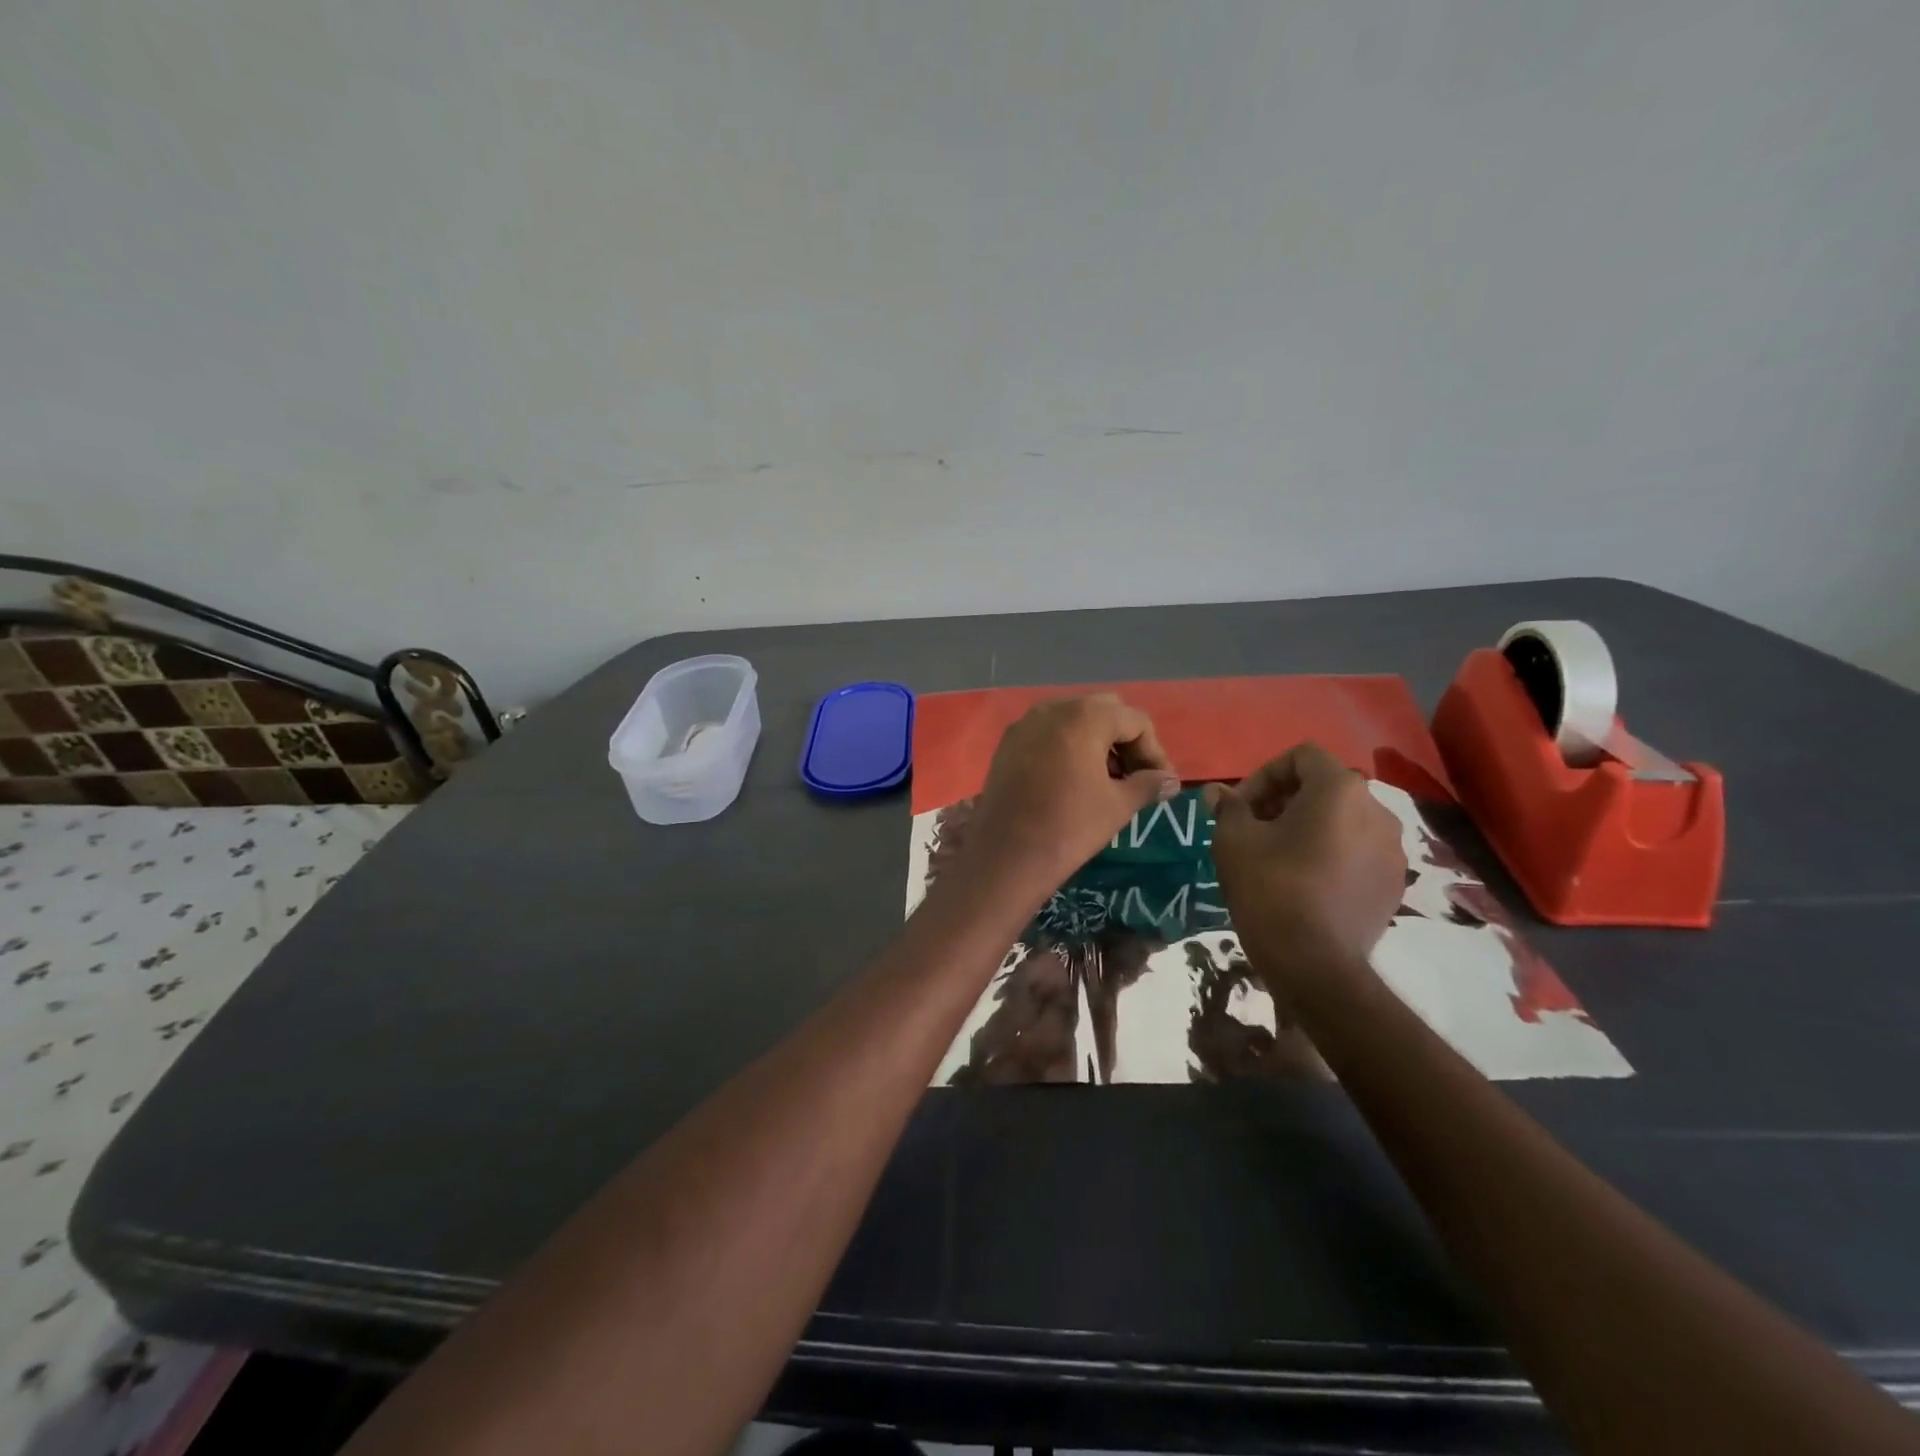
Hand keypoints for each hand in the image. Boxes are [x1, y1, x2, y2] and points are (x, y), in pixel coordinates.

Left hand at [963, 694, 1179, 889]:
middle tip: (1136, 775)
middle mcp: (1053, 708)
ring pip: (1073, 720)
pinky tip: (1073, 780)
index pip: (1135, 721)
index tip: (1162, 782)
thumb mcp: (1118, 805)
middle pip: (1103, 711)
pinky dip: (1067, 747)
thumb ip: (1148, 785)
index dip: (1154, 751)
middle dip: (1125, 740)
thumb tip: (1170, 781)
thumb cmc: (1069, 826)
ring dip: (1096, 742)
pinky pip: (1047, 734)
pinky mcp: (1007, 744)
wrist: (1006, 855)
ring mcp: (1025, 724)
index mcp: (1085, 716)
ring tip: (1107, 780)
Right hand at [1204, 743, 1405, 967]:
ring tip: (1277, 856)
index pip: (1301, 757)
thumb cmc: (1271, 888)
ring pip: (1343, 820)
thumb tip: (1218, 793)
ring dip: (1308, 827)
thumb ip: (1228, 808)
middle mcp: (1376, 810)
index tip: (1240, 807)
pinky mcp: (1395, 883)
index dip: (1264, 775)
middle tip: (1253, 829)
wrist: (1316, 964)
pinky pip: (1358, 851)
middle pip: (1324, 787)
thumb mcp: (1233, 841)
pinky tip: (1305, 882)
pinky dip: (1331, 853)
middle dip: (1284, 801)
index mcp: (1339, 790)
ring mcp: (1392, 849)